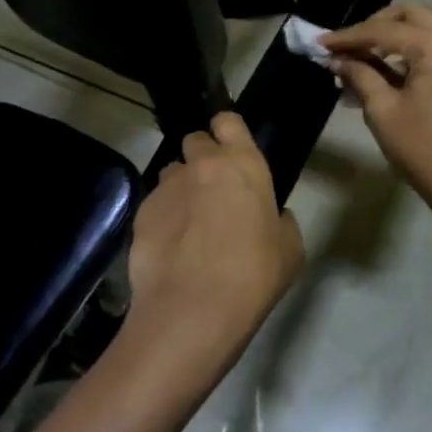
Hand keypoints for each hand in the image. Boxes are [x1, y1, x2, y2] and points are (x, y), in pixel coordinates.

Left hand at [121, 112, 304, 372]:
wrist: (193, 309)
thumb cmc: (254, 275)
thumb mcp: (290, 249)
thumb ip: (281, 221)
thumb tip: (272, 217)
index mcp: (243, 164)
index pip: (228, 121)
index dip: (228, 132)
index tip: (231, 150)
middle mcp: (202, 164)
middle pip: (195, 141)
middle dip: (201, 158)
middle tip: (212, 190)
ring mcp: (167, 187)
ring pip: (172, 173)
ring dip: (181, 188)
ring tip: (188, 223)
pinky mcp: (141, 213)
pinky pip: (155, 205)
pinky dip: (163, 218)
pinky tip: (170, 248)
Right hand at [321, 5, 431, 229]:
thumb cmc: (422, 148)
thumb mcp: (382, 110)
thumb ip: (359, 75)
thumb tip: (337, 60)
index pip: (385, 30)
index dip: (349, 37)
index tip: (321, 43)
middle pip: (410, 15)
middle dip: (375, 26)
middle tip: (347, 45)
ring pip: (425, 26)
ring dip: (393, 36)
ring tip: (361, 57)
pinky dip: (411, 49)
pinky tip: (386, 67)